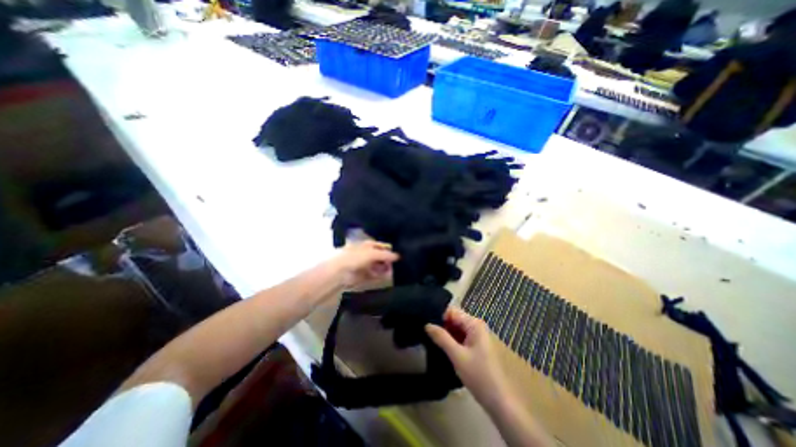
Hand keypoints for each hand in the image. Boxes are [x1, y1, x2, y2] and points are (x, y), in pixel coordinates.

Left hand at [333, 242, 401, 288]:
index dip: (390, 250)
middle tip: (396, 265)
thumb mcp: (373, 253)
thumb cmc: (356, 257)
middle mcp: (368, 254)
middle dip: (388, 261)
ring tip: (391, 271)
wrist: (340, 272)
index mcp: (368, 245)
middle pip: (382, 257)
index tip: (399, 255)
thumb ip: (386, 255)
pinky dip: (380, 276)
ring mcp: (366, 265)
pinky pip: (376, 275)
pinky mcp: (365, 276)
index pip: (382, 246)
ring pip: (379, 266)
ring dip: (385, 269)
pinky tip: (386, 276)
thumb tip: (398, 256)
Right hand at [427, 308, 512, 408]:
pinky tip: (440, 346)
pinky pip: (460, 337)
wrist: (499, 401)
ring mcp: (477, 336)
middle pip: (454, 319)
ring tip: (429, 338)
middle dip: (441, 325)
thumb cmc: (479, 375)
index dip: (438, 316)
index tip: (425, 323)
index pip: (452, 311)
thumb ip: (441, 338)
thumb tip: (427, 324)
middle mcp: (476, 326)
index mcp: (474, 324)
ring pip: (456, 329)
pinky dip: (451, 341)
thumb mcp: (457, 356)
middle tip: (425, 332)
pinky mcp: (476, 346)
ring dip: (445, 334)